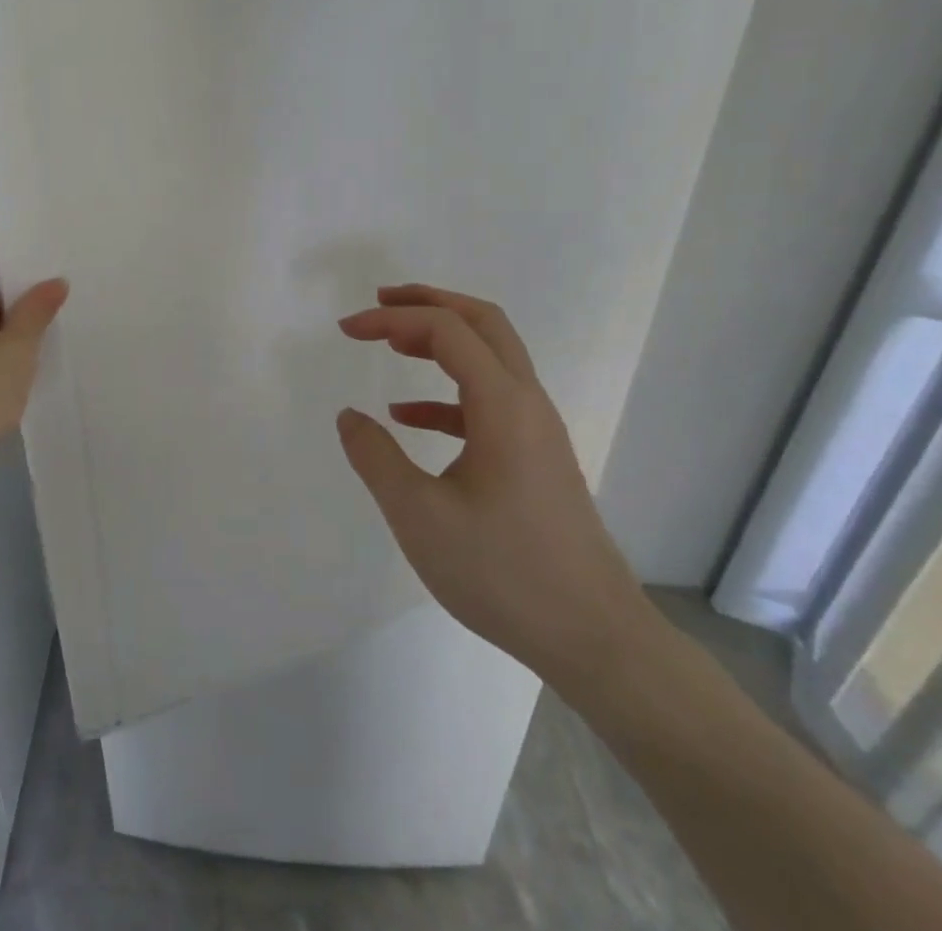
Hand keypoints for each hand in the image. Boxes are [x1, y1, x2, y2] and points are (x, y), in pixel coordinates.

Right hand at [335, 286, 651, 691]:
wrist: (595, 639)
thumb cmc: (504, 573)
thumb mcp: (420, 516)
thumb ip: (376, 458)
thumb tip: (349, 416)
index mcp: (502, 404)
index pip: (445, 329)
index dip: (392, 319)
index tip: (346, 329)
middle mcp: (526, 402)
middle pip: (482, 322)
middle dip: (428, 302)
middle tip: (379, 303)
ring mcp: (536, 430)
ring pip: (489, 357)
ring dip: (440, 339)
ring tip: (390, 343)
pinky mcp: (536, 456)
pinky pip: (488, 401)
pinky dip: (445, 392)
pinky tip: (408, 417)